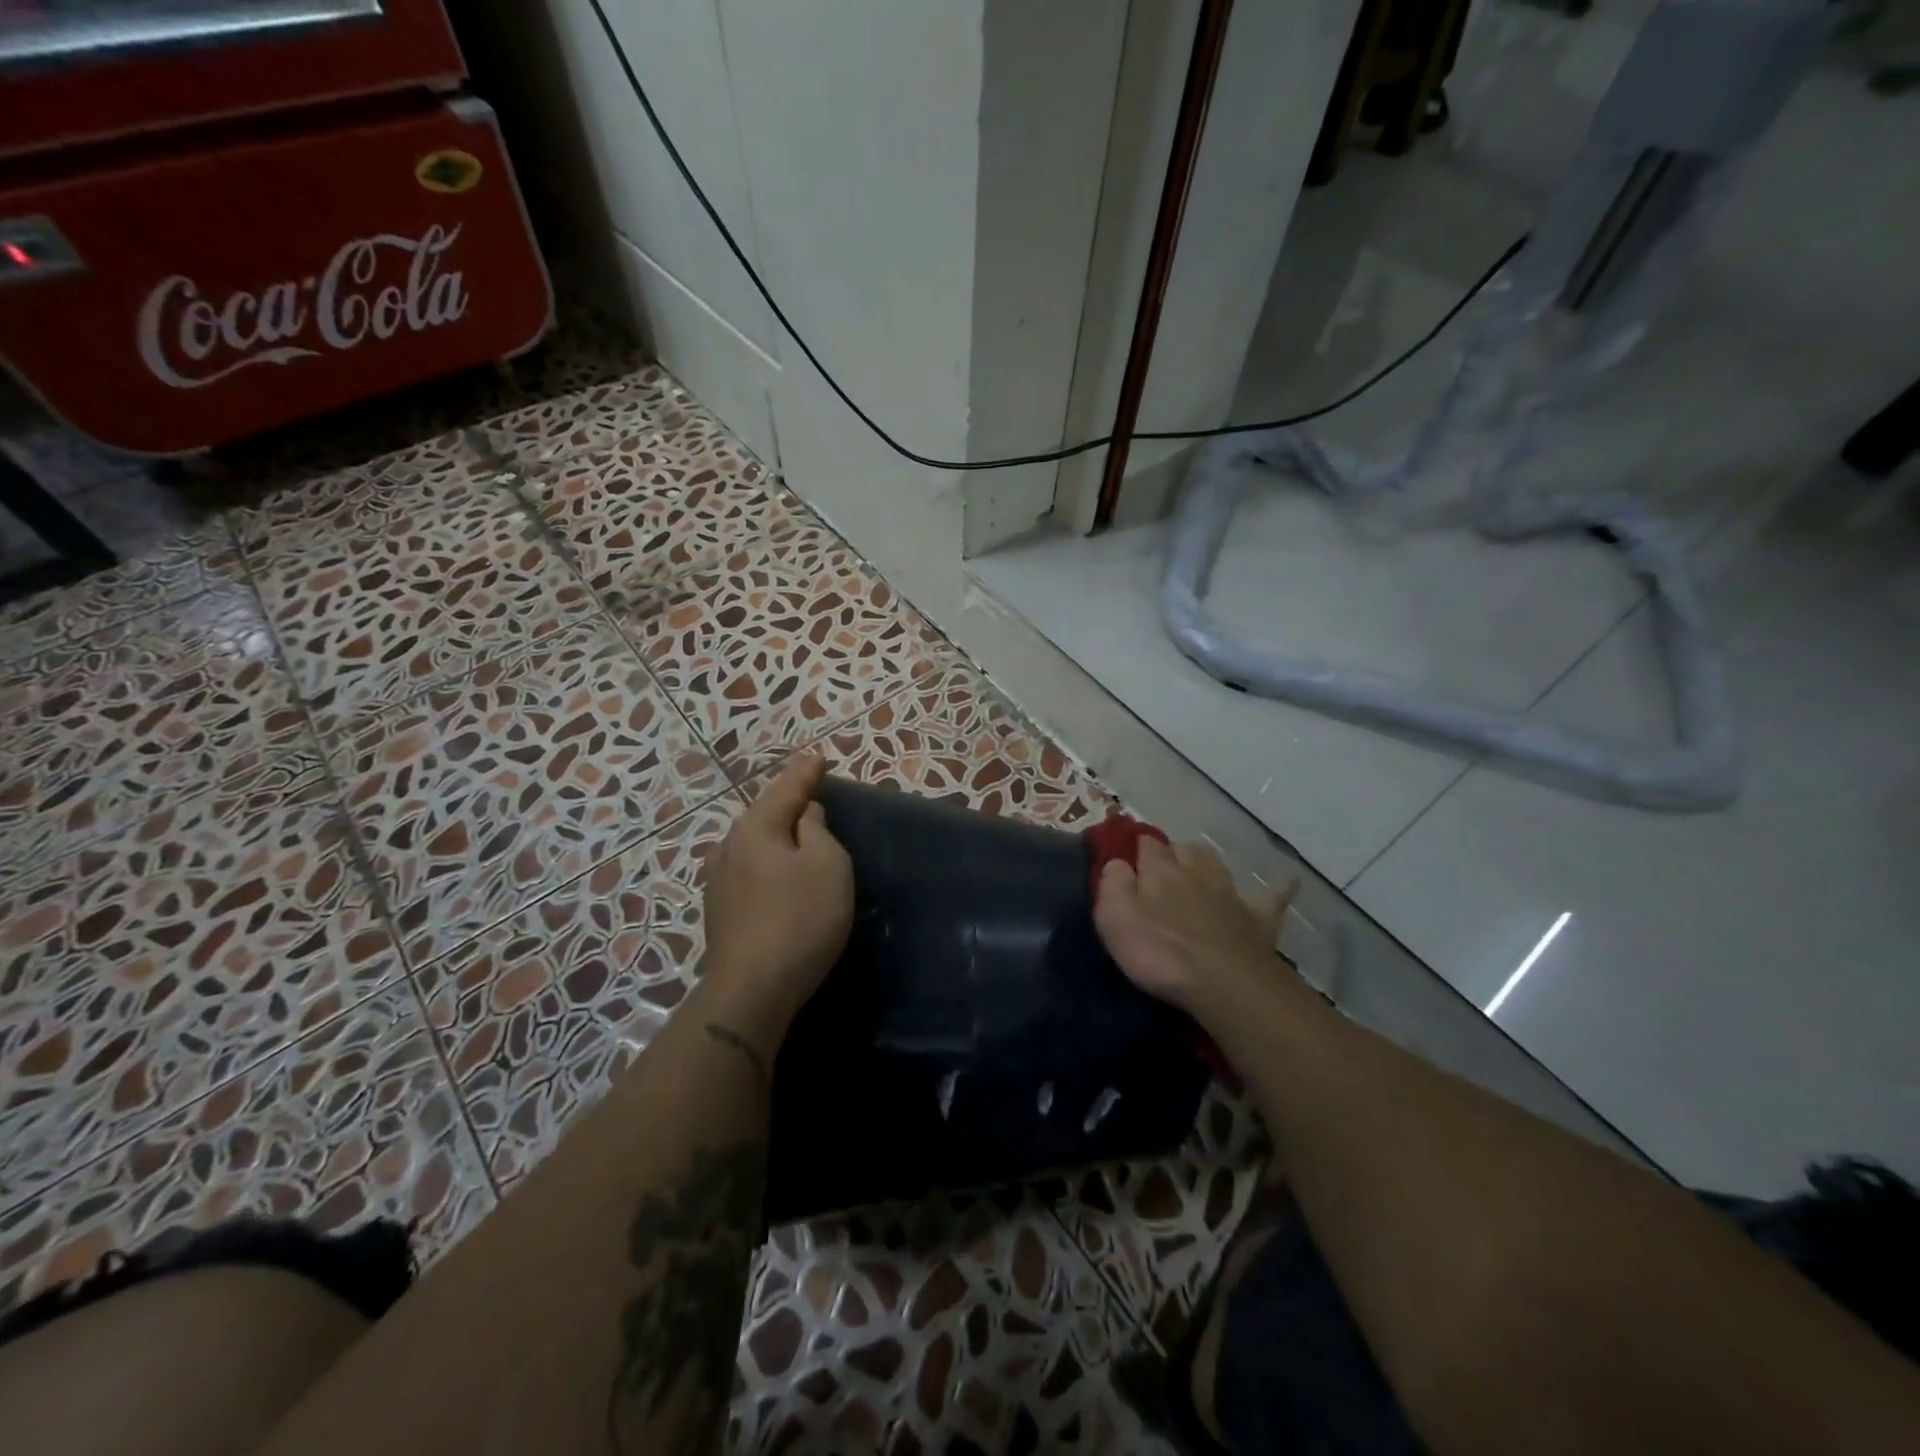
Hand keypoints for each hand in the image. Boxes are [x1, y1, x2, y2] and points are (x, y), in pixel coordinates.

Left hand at [700, 753, 853, 1040]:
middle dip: (787, 802)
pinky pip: (748, 869)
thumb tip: (804, 814)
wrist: (752, 989)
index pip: (786, 788)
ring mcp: (718, 880)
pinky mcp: (718, 910)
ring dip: (775, 834)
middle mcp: (729, 846)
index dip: (806, 773)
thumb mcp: (827, 864)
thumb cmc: (800, 918)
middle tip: (809, 791)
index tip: (818, 757)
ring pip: (753, 844)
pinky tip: (773, 870)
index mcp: (756, 828)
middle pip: (764, 814)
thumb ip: (817, 830)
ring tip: (794, 830)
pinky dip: (766, 861)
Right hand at [1093, 838, 1293, 1013]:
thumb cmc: (1160, 952)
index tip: (1128, 856)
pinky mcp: (1259, 921)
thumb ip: (1112, 883)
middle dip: (1173, 853)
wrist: (1224, 983)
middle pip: (1185, 849)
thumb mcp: (1114, 918)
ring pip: (1218, 866)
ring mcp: (1231, 895)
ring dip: (1207, 863)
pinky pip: (1272, 898)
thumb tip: (1117, 862)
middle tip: (1161, 871)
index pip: (1146, 843)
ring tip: (1198, 870)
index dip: (1137, 847)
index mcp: (1160, 871)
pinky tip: (1289, 882)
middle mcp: (1197, 873)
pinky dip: (1279, 888)